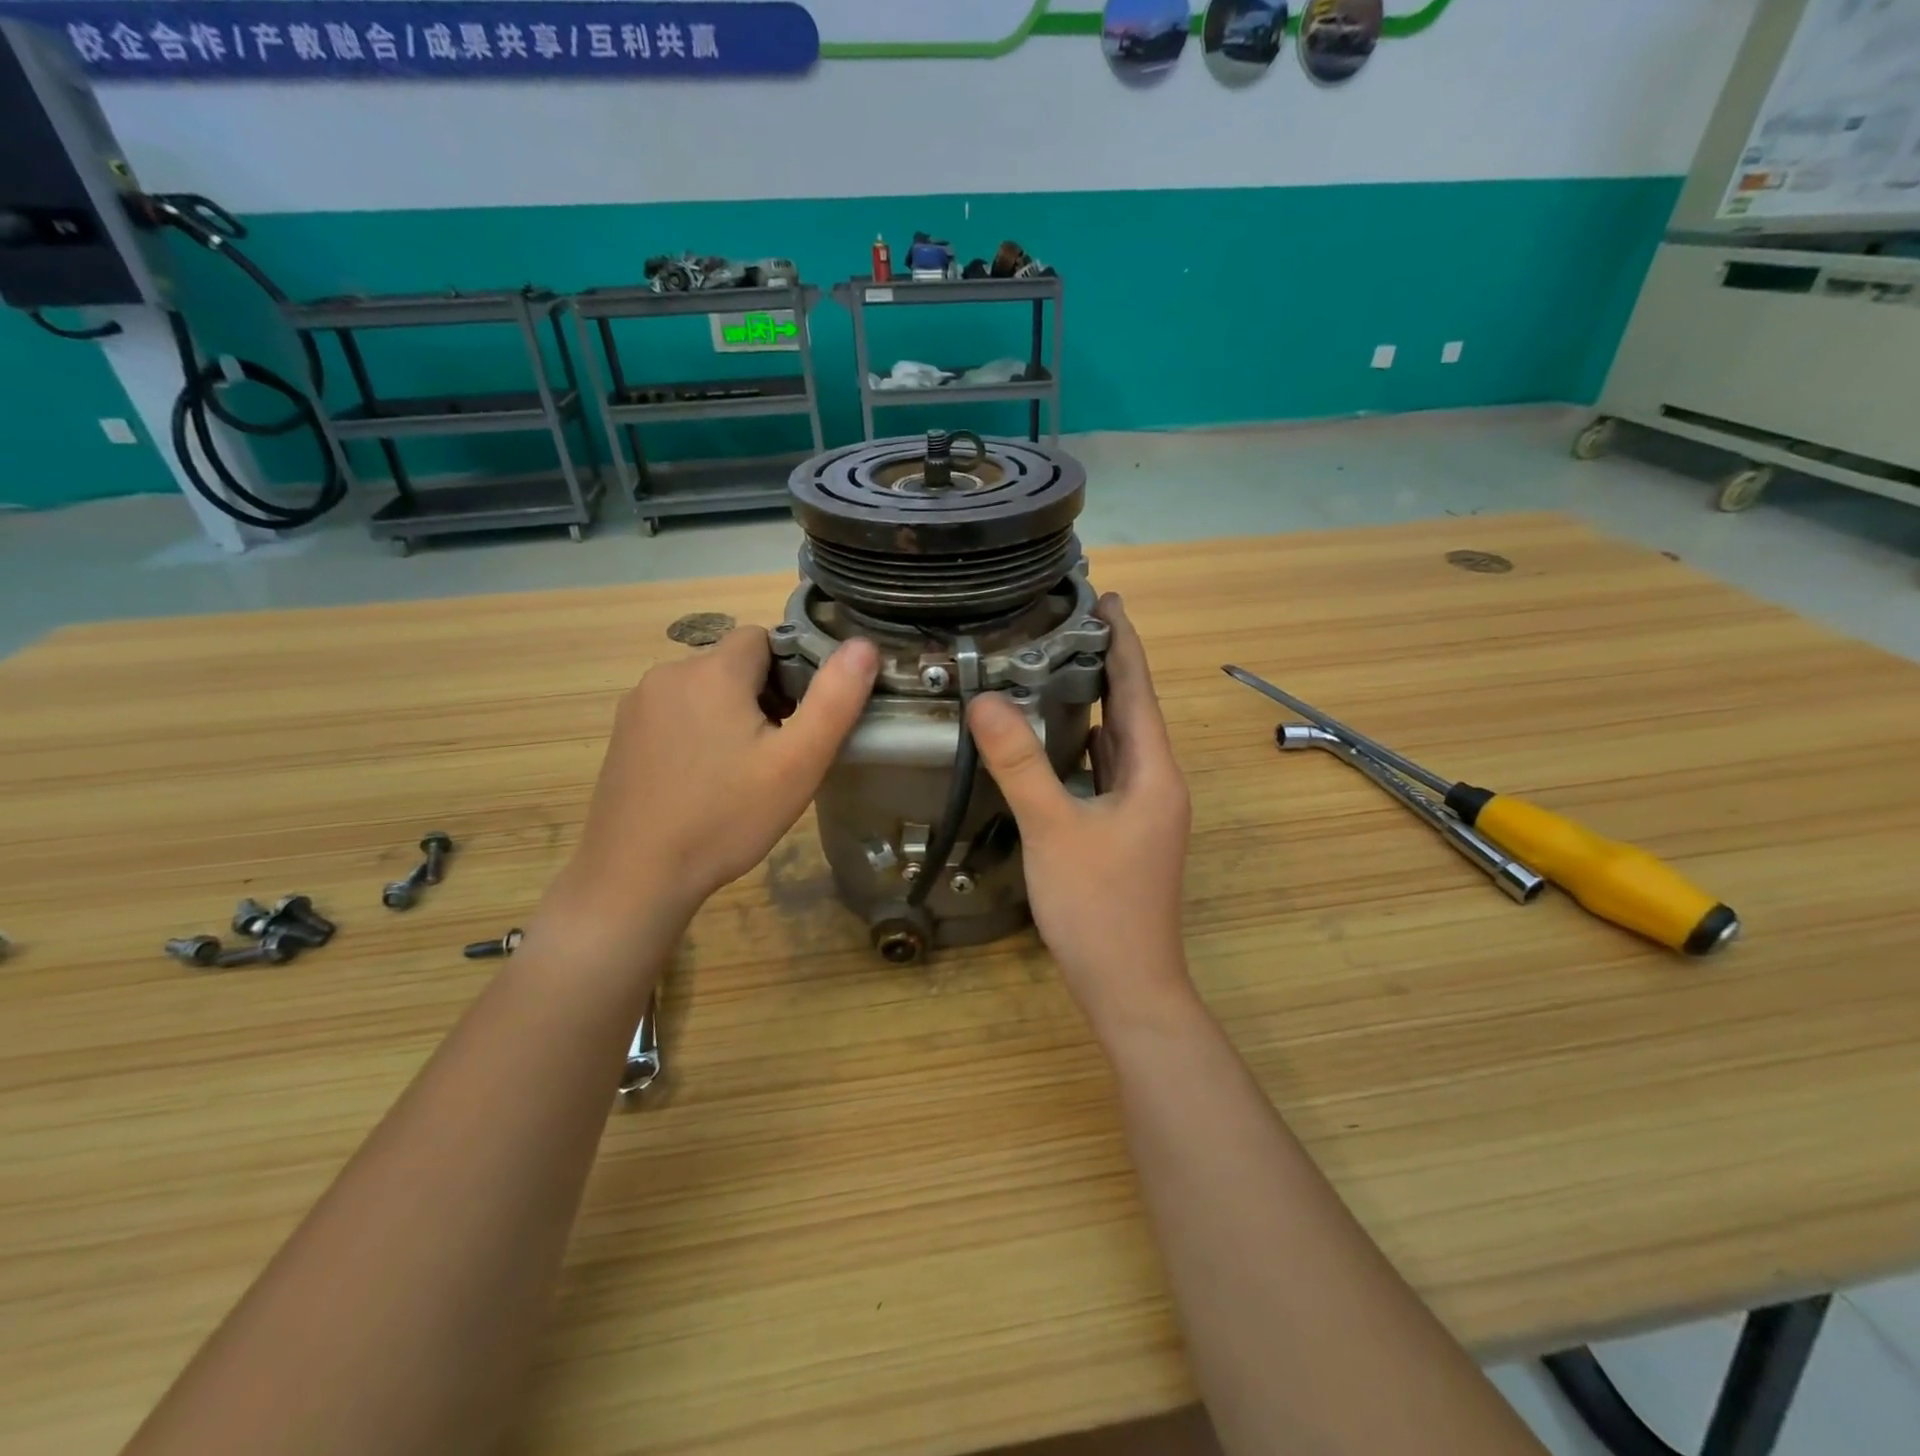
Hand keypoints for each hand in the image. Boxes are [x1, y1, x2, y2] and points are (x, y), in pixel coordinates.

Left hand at [553, 627, 877, 938]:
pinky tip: (701, 780)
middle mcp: (668, 674)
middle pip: (733, 664)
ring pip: (703, 690)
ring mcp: (638, 705)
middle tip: (777, 753)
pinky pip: (674, 714)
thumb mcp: (797, 762)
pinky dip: (695, 732)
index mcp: (712, 671)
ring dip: (728, 713)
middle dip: (762, 695)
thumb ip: (835, 699)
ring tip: (741, 771)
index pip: (763, 638)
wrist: (635, 876)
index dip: (792, 670)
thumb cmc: (726, 817)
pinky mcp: (622, 735)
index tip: (800, 718)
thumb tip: (864, 645)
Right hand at [967, 594, 1193, 1034]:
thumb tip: (985, 700)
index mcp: (1152, 772)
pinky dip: (1084, 747)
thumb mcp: (1053, 828)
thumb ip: (1020, 764)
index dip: (1122, 641)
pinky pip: (1105, 773)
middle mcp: (1155, 783)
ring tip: (1057, 668)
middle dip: (1105, 666)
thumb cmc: (1098, 906)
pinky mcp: (1124, 832)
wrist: (1127, 985)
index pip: (1136, 689)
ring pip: (1118, 743)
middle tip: (1066, 625)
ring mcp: (1142, 811)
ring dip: (1094, 705)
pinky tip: (1058, 740)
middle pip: (1130, 711)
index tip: (1107, 598)